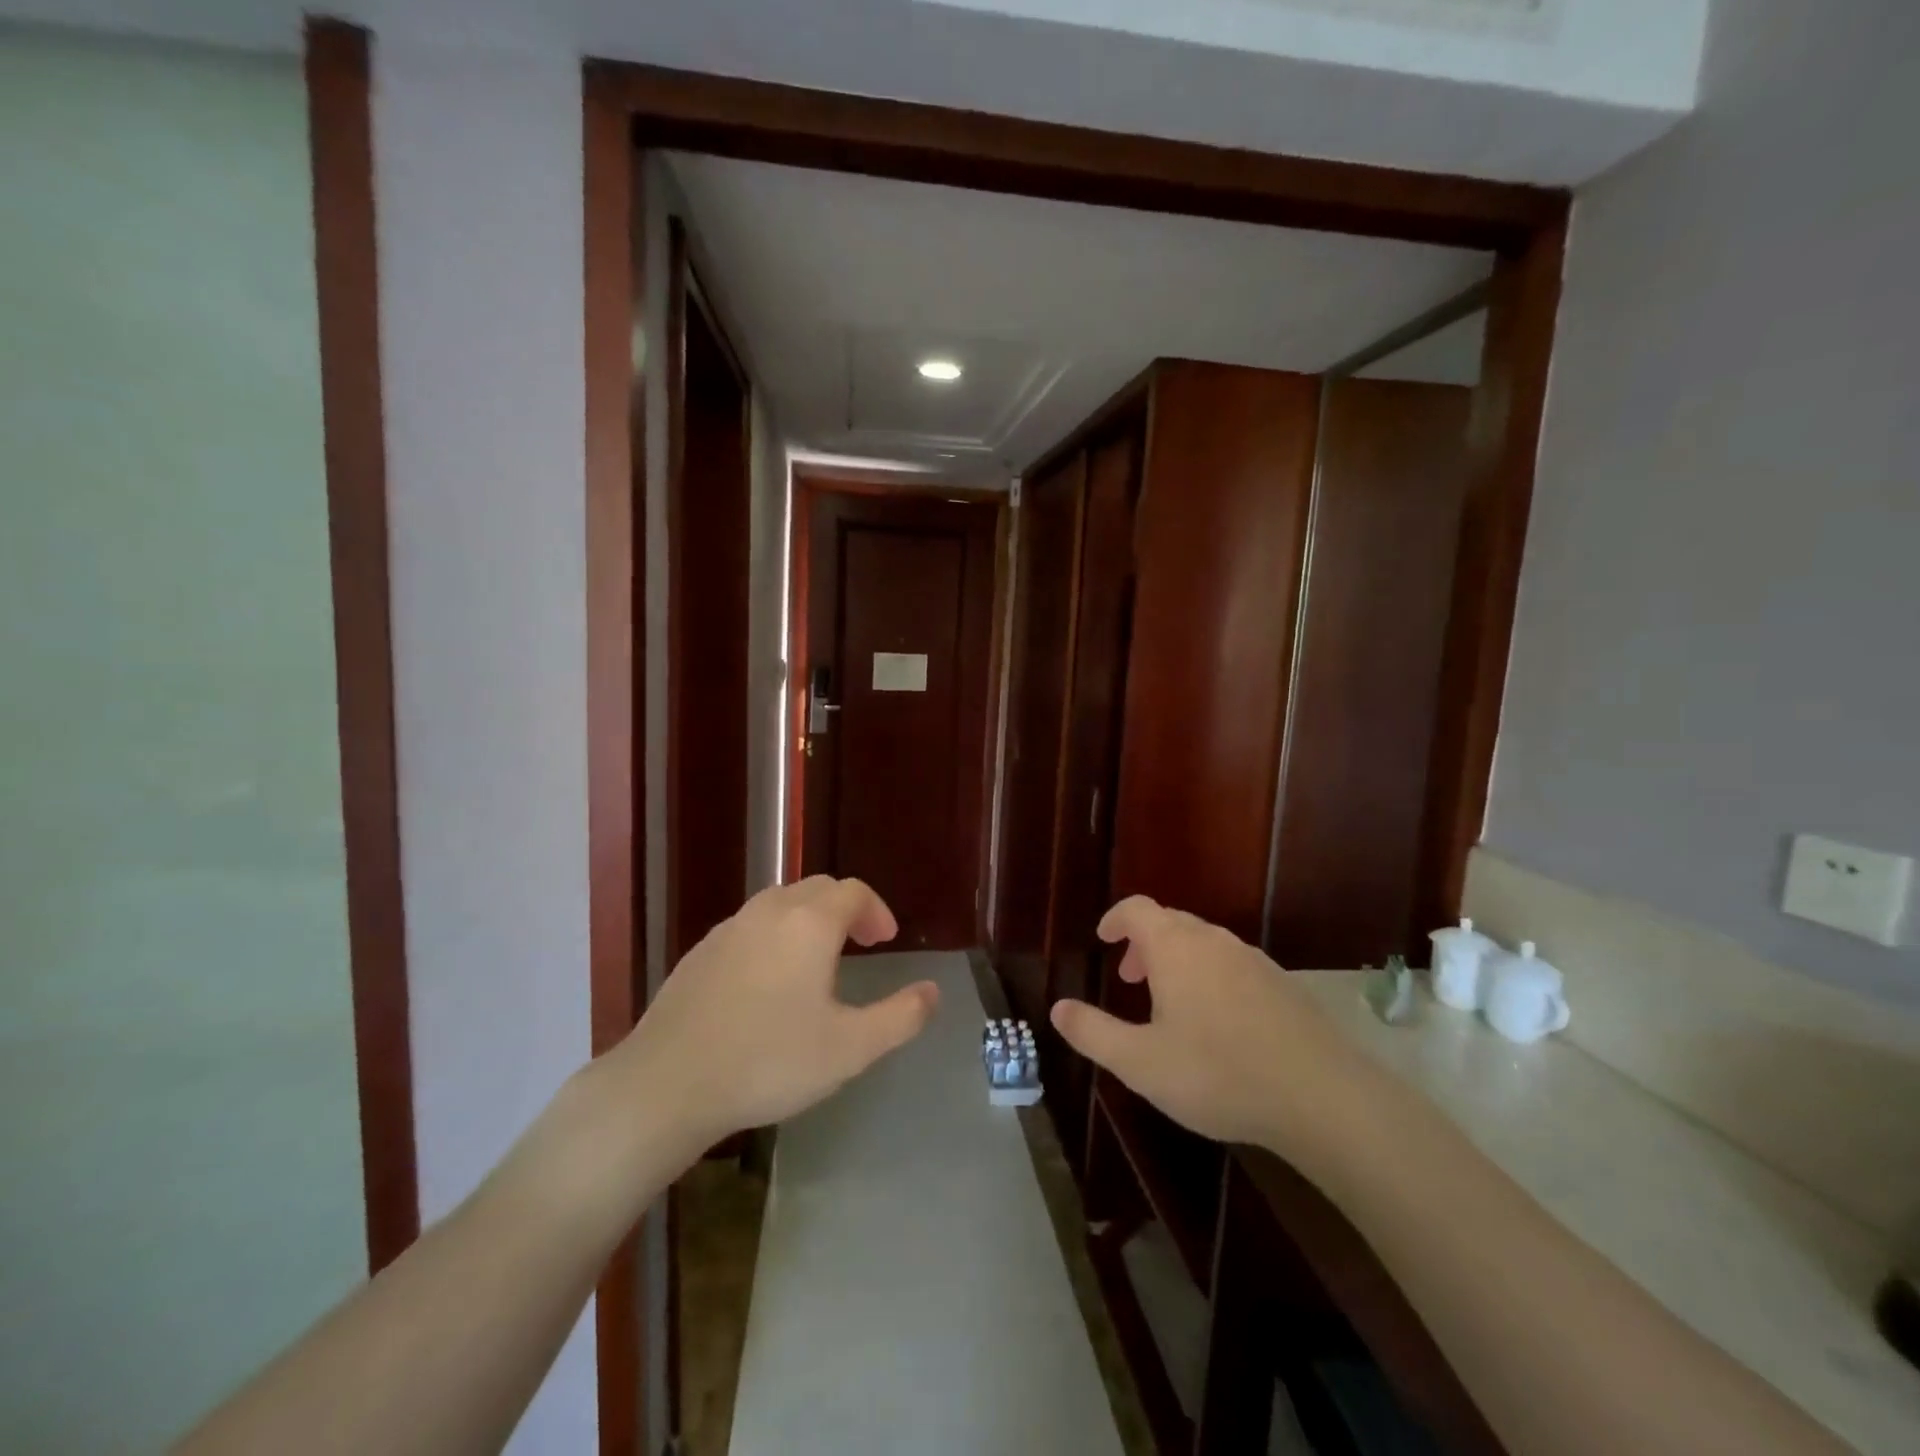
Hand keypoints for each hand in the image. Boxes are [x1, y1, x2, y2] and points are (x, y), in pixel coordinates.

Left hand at [611, 877, 938, 1157]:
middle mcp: (770, 911)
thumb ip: (900, 1017)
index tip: (886, 941)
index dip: (876, 911)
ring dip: (808, 920)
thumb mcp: (850, 1048)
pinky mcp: (700, 952)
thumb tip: (933, 992)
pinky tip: (767, 982)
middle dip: (846, 909)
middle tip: (860, 944)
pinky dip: (773, 937)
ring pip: (780, 904)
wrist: (668, 1083)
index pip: (854, 892)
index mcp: (810, 923)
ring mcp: (729, 929)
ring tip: (817, 961)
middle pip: (817, 889)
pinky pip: (749, 927)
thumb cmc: (769, 1061)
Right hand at [1050, 896, 1372, 1154]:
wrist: (1322, 1097)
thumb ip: (1093, 1032)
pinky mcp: (1284, 985)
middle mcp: (1214, 941)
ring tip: (1170, 1004)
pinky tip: (1218, 1024)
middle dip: (1144, 944)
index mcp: (1175, 948)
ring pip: (1204, 944)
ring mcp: (1254, 961)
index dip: (1115, 919)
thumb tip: (1057, 1009)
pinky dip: (1211, 977)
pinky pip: (1233, 966)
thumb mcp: (1141, 1062)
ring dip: (1177, 961)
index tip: (1103, 939)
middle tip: (1130, 978)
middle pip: (1171, 923)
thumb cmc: (1218, 1073)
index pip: (1137, 909)